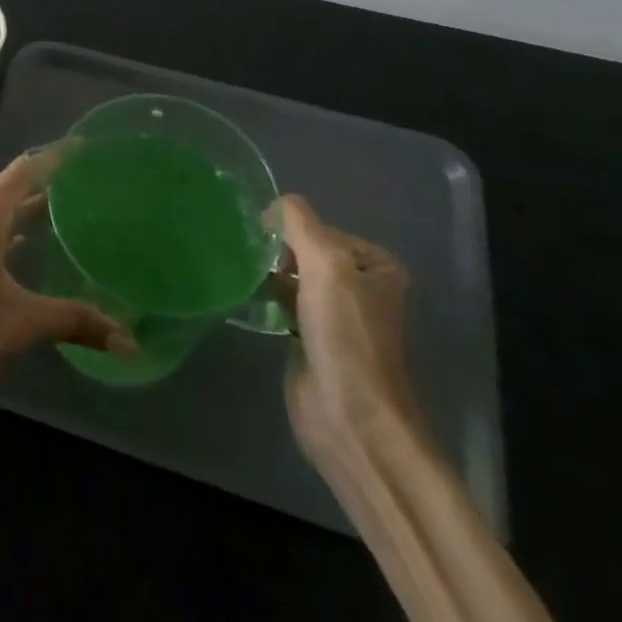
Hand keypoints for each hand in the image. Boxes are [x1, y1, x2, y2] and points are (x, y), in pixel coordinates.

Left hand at [0, 153, 135, 430]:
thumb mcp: (20, 325)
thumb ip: (75, 322)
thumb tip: (131, 342)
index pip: (24, 170)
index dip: (55, 157)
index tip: (86, 149)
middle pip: (10, 186)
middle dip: (46, 183)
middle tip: (88, 185)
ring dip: (26, 208)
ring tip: (68, 213)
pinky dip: (8, 228)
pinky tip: (29, 247)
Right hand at [273, 195, 423, 466]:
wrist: (350, 416)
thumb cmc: (346, 335)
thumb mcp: (325, 263)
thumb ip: (299, 223)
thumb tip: (274, 204)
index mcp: (377, 266)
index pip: (322, 228)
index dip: (293, 233)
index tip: (268, 247)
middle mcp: (361, 288)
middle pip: (306, 251)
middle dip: (278, 252)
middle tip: (253, 261)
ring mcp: (336, 316)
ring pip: (292, 277)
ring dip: (269, 274)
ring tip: (244, 274)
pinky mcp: (311, 340)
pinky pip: (283, 304)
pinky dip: (265, 298)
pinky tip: (247, 299)